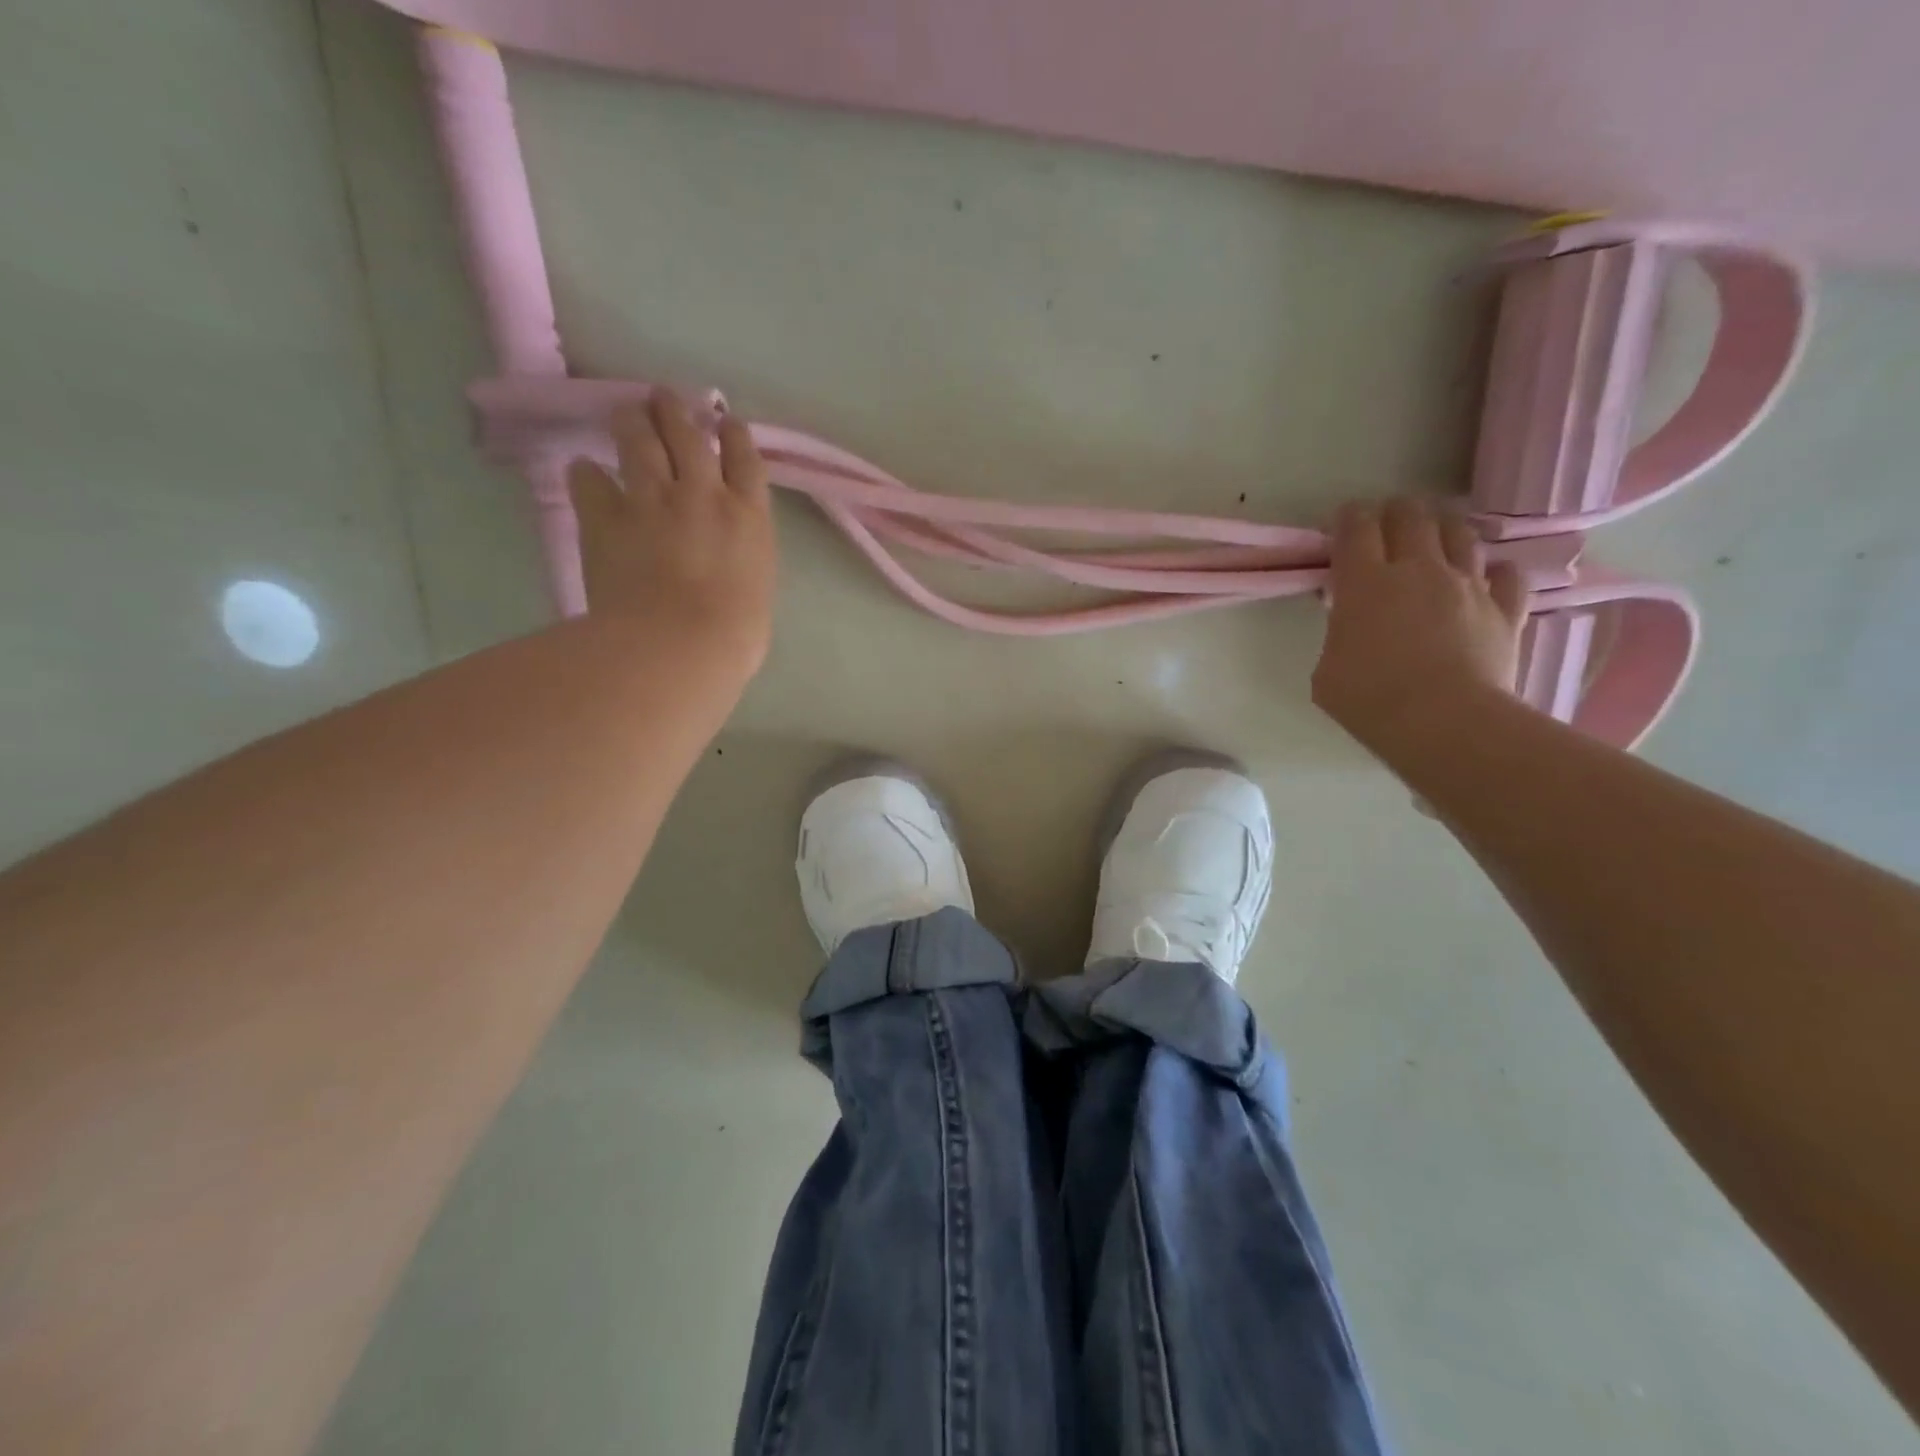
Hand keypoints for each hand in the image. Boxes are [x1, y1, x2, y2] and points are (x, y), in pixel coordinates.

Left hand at [567, 389, 776, 675]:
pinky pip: (590, 480)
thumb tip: (730, 562)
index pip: (746, 460)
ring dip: (633, 421)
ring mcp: (651, 500)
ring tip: (627, 411)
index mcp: (747, 516)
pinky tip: (583, 469)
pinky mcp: (606, 517)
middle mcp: (702, 494)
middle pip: (689, 437)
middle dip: (677, 412)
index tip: (726, 421)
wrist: (678, 644)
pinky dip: (587, 473)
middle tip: (665, 398)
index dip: (735, 436)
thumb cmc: (733, 636)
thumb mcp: (757, 593)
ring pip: (640, 442)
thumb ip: (743, 562)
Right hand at [1311, 499, 1527, 747]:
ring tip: (1435, 535)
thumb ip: (1338, 635)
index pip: (1356, 527)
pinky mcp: (1505, 608)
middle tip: (1386, 522)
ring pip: (1460, 533)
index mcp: (1364, 582)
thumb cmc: (1370, 699)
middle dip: (1395, 511)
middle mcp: (1418, 570)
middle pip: (1410, 515)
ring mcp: (1467, 585)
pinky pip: (1507, 574)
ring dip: (1443, 528)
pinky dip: (1494, 571)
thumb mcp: (1327, 669)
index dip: (1348, 517)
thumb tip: (1350, 624)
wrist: (1444, 721)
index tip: (1343, 522)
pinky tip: (1485, 578)